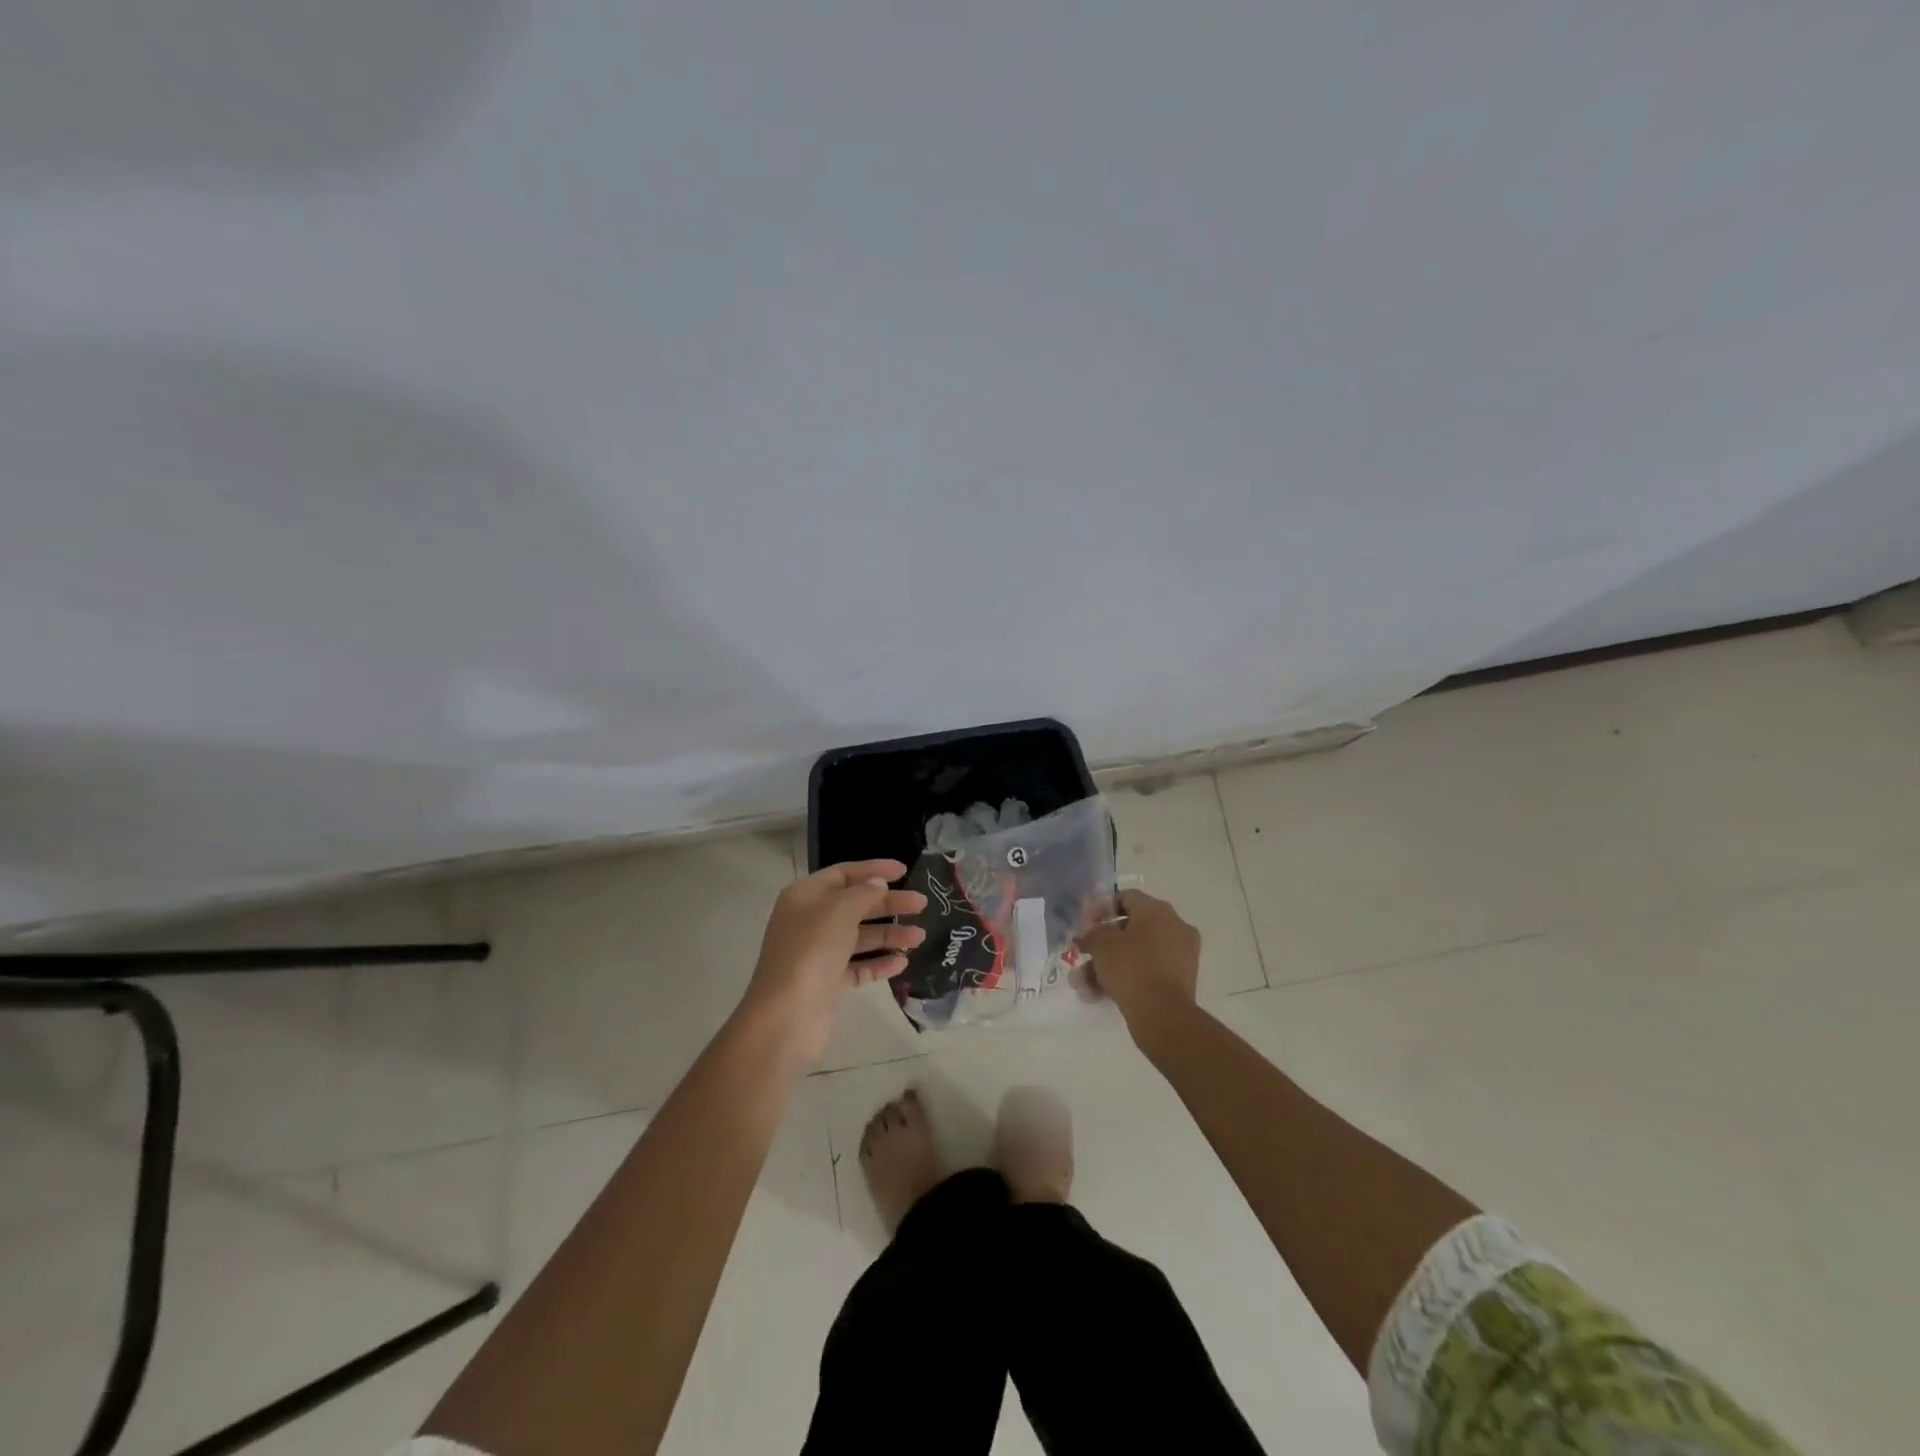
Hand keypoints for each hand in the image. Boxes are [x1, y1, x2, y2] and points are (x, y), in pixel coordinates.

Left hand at [741, 860, 926, 1061]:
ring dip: (889, 935)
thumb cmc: (811, 951)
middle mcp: (810, 922)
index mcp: (805, 897)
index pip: (843, 874)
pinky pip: (858, 967)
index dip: (873, 870)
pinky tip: (902, 962)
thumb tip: (877, 884)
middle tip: (921, 904)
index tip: (905, 871)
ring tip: (920, 937)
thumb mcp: (839, 910)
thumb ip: (863, 893)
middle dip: (889, 904)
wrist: (786, 1017)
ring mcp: (819, 955)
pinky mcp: (828, 984)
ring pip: (860, 938)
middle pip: (855, 905)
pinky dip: (879, 963)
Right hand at [1082, 890, 1199, 1041]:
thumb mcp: (1101, 946)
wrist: (1163, 1016)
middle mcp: (1174, 926)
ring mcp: (1181, 954)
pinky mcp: (1181, 979)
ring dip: (1110, 964)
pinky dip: (1127, 977)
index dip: (1101, 909)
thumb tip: (1090, 932)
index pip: (1126, 898)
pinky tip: (1101, 994)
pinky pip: (1149, 969)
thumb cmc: (1130, 969)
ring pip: (1138, 952)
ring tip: (1084, 982)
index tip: (1085, 926)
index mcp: (1158, 910)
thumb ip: (1091, 933)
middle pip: (1132, 926)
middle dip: (1104, 942)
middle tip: (1084, 954)